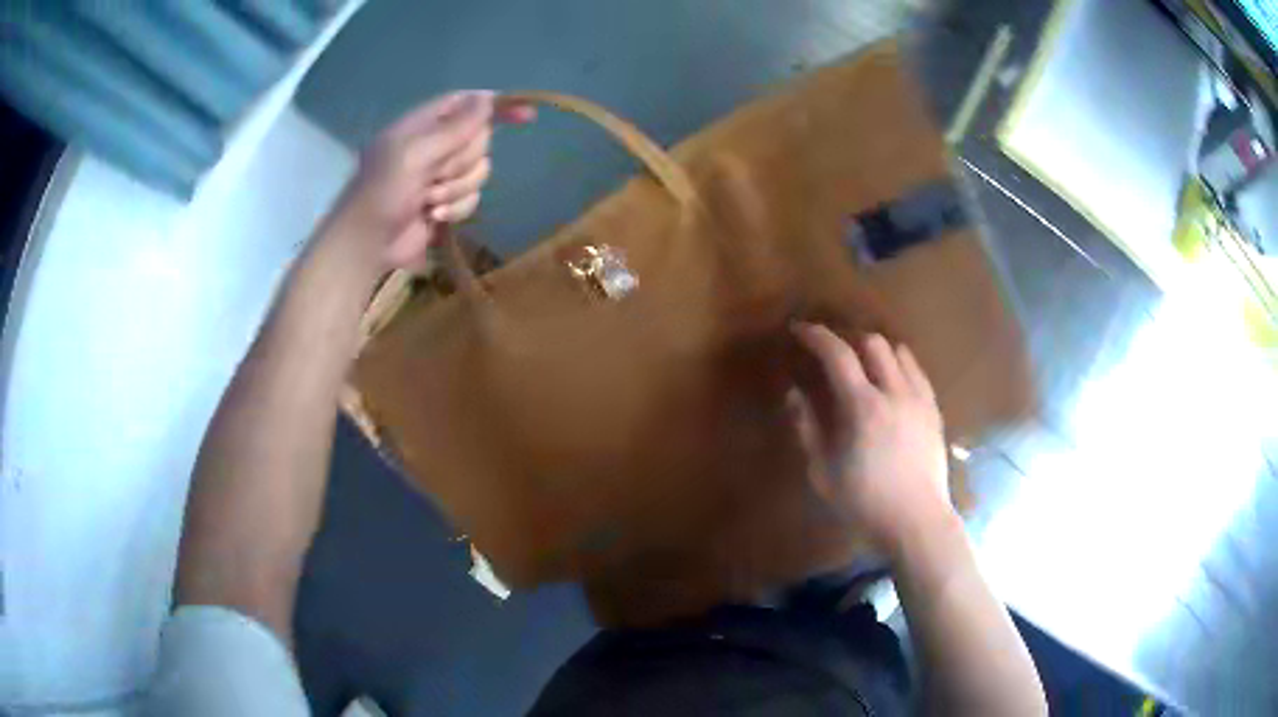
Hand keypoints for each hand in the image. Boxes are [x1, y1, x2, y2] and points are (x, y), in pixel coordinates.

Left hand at [326, 90, 535, 271]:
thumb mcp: (414, 153)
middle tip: (435, 173)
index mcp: (422, 125)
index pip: (466, 103)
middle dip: (463, 160)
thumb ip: (453, 128)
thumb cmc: (382, 192)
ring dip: (456, 189)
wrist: (367, 245)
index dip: (494, 106)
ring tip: (428, 200)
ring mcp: (441, 176)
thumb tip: (487, 100)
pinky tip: (433, 217)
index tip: (525, 116)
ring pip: (479, 171)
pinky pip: (472, 199)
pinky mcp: (446, 204)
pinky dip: (455, 209)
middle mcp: (434, 146)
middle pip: (479, 139)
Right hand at [790, 323, 953, 558]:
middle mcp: (894, 392)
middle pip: (872, 342)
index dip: (815, 336)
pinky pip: (917, 372)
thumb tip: (794, 394)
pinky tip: (892, 383)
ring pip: (899, 351)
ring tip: (863, 366)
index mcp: (863, 407)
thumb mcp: (823, 472)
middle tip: (831, 352)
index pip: (837, 354)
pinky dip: (900, 366)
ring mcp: (919, 399)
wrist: (916, 521)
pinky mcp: (934, 411)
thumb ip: (807, 428)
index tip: (799, 330)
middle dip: (847, 339)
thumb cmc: (864, 503)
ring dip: (876, 350)